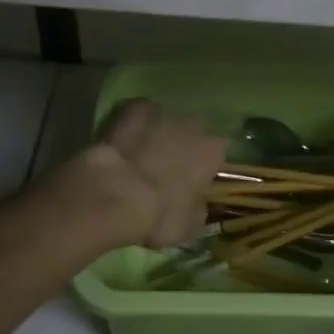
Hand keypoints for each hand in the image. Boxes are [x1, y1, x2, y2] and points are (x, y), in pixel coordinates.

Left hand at [58, 99, 226, 250]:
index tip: (195, 176)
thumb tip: (198, 205)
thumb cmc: (159, 215)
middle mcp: (195, 124)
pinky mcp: (135, 107)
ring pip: (167, 119)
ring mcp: (164, 111)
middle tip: (167, 164)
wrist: (114, 194)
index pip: (219, 151)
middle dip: (183, 143)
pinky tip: (123, 138)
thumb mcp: (188, 226)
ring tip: (142, 151)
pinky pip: (139, 112)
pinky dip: (134, 123)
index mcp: (213, 151)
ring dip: (159, 131)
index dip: (206, 163)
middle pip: (194, 129)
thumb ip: (198, 209)